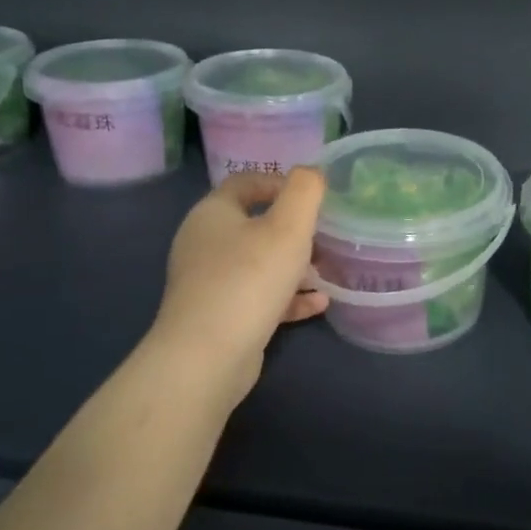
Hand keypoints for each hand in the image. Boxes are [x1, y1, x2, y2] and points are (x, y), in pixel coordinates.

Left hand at [150, 169, 329, 403]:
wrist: (207, 357)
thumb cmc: (249, 279)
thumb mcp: (288, 226)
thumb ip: (304, 191)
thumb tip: (311, 172)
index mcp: (213, 213)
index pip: (246, 183)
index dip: (281, 183)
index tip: (313, 198)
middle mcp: (204, 243)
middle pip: (254, 224)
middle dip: (293, 230)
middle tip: (325, 237)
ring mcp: (208, 282)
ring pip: (258, 263)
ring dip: (293, 266)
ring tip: (326, 271)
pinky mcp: (218, 316)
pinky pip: (257, 297)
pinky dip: (287, 297)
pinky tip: (318, 304)